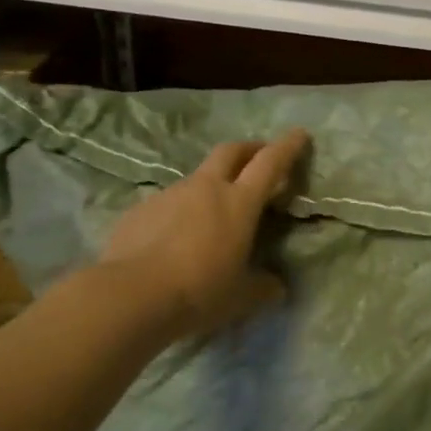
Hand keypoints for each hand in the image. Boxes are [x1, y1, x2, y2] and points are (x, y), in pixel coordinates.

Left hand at [96, 129, 311, 340]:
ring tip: (214, 209)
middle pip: (231, 151)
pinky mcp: (140, 209)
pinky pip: (168, 202)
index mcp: (239, 202)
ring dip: (212, 183)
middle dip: (249, 149)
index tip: (299, 134)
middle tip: (259, 157)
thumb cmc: (199, 291)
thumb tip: (277, 287)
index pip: (270, 163)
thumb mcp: (241, 296)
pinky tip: (175, 236)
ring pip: (198, 176)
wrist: (131, 295)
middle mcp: (206, 188)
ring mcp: (170, 194)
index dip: (287, 146)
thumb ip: (263, 287)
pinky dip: (181, 210)